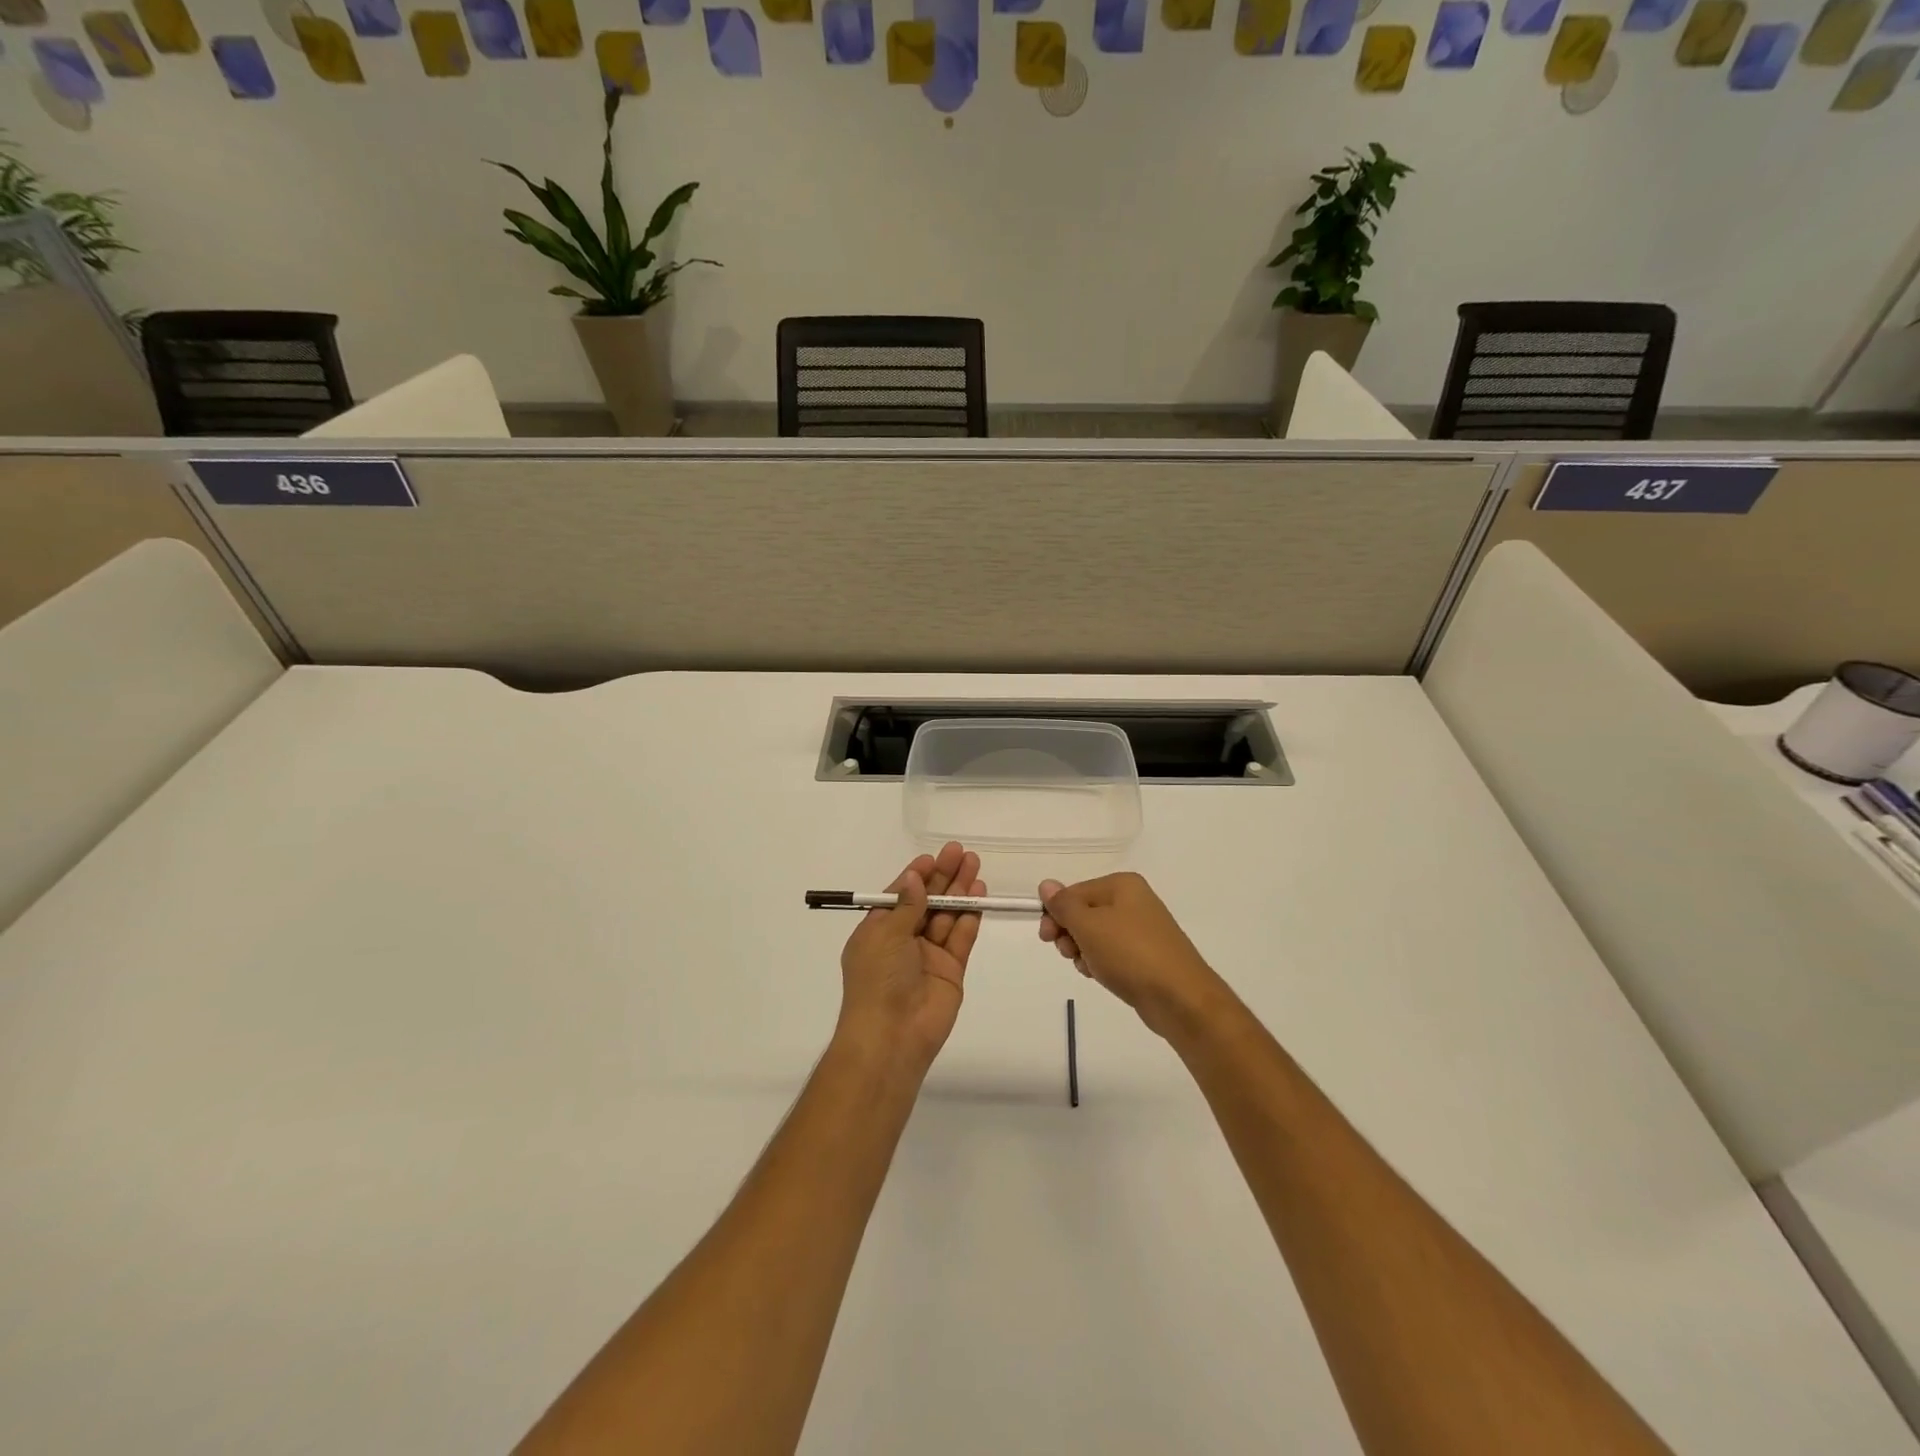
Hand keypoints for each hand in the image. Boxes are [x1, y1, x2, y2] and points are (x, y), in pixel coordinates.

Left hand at [837, 841, 985, 1075]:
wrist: (892, 1035)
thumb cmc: (878, 980)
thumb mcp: (885, 935)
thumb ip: (906, 905)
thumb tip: (914, 877)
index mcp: (878, 932)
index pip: (899, 896)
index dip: (916, 876)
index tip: (933, 858)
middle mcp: (902, 941)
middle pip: (926, 902)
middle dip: (943, 877)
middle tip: (961, 852)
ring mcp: (928, 956)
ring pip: (946, 916)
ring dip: (959, 891)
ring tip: (974, 864)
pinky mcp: (951, 970)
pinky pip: (961, 937)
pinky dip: (970, 916)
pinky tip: (979, 894)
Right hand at [1038, 872, 1226, 1039]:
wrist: (1180, 998)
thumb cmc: (1130, 954)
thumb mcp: (1089, 926)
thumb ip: (1064, 905)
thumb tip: (1046, 884)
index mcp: (1122, 885)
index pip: (1074, 892)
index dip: (1055, 914)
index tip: (1047, 938)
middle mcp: (1134, 901)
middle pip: (1084, 912)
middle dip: (1070, 934)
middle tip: (1069, 953)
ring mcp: (1142, 929)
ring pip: (1096, 935)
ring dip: (1084, 951)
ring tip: (1090, 967)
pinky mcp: (1146, 955)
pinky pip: (1112, 953)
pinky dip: (1101, 963)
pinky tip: (1101, 975)